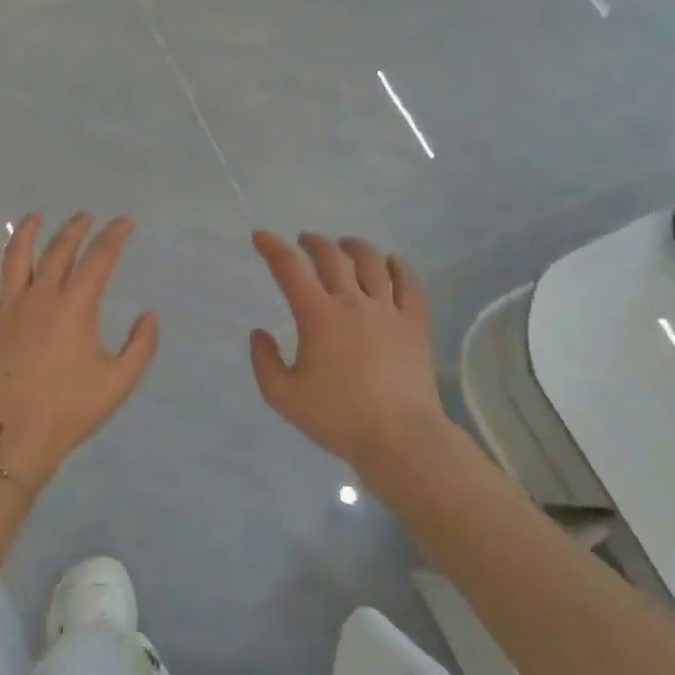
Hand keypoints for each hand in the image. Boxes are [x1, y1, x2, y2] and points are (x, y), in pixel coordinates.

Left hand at [0, 213, 158, 488]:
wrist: (17, 435)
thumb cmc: (72, 409)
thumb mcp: (120, 381)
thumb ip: (141, 345)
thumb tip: (149, 315)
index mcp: (75, 307)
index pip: (99, 259)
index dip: (114, 236)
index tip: (124, 223)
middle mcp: (41, 297)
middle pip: (58, 251)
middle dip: (74, 229)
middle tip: (85, 217)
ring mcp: (8, 309)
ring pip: (15, 259)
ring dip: (27, 234)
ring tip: (35, 218)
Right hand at [249, 232, 446, 473]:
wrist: (400, 437)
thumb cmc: (337, 418)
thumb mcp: (283, 397)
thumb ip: (264, 362)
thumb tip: (259, 333)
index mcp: (317, 315)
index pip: (290, 268)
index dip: (272, 247)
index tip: (260, 237)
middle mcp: (352, 302)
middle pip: (332, 256)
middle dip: (313, 242)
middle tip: (303, 241)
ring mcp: (388, 309)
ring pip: (372, 262)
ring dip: (353, 247)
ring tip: (345, 245)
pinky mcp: (414, 323)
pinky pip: (408, 282)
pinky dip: (397, 266)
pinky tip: (390, 262)